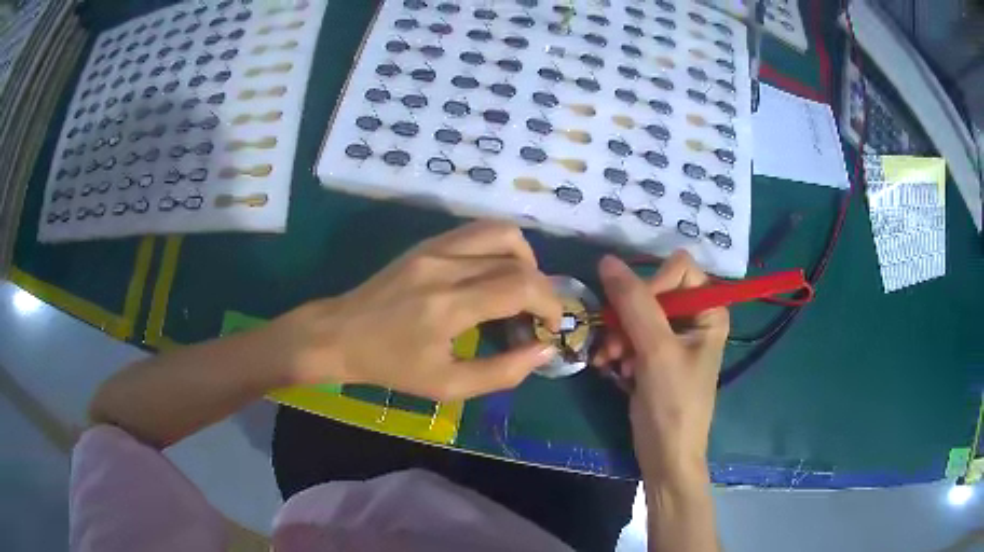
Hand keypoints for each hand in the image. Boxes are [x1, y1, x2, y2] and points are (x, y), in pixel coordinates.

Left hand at [275, 221, 561, 400]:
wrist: (339, 334)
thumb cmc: (390, 366)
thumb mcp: (447, 386)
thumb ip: (502, 372)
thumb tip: (544, 350)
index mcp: (448, 306)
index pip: (520, 286)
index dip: (549, 304)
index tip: (551, 326)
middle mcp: (444, 266)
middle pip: (517, 259)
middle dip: (541, 287)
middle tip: (535, 316)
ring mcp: (434, 247)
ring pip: (502, 232)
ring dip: (525, 259)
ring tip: (519, 289)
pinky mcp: (427, 242)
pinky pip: (478, 232)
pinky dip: (501, 249)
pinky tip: (494, 275)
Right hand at [594, 251, 728, 480]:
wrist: (665, 456)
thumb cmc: (673, 404)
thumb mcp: (656, 351)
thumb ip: (634, 303)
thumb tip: (607, 260)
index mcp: (709, 310)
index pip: (678, 269)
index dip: (653, 284)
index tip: (634, 314)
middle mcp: (693, 318)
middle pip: (652, 290)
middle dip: (628, 316)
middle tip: (613, 345)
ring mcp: (672, 337)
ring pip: (635, 313)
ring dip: (617, 335)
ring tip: (609, 361)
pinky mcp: (653, 356)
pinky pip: (629, 334)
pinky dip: (616, 349)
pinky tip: (610, 368)